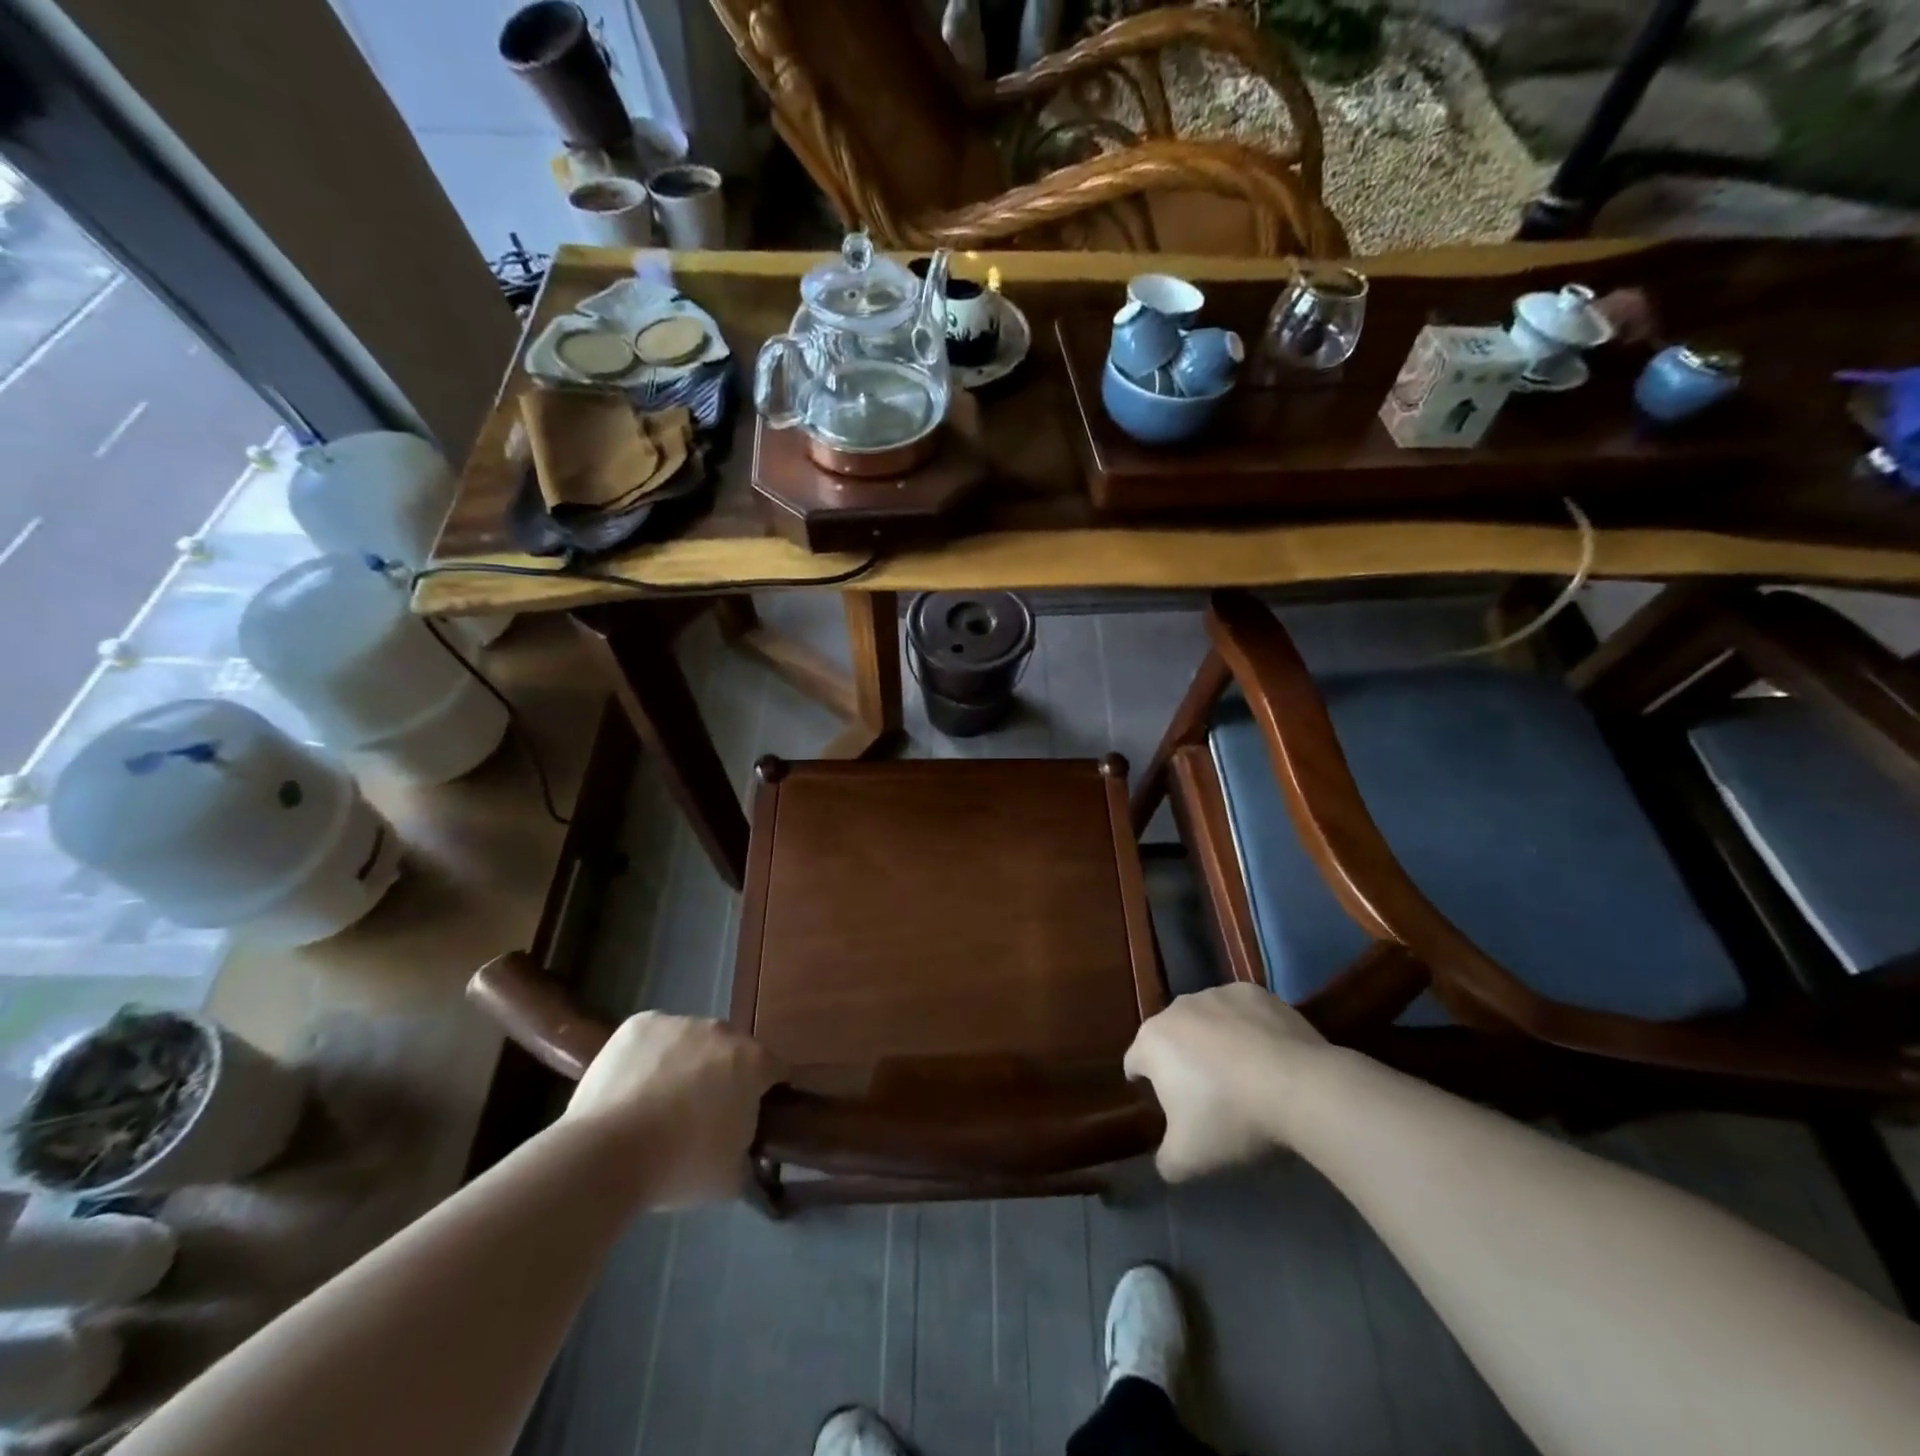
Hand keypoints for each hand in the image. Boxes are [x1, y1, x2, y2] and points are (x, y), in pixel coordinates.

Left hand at [563, 1012, 779, 1206]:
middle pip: (732, 1051)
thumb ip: (748, 1153)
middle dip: (723, 1076)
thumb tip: (744, 1150)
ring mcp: (680, 1022)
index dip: (765, 1094)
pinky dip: (650, 1057)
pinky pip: (655, 1038)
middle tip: (701, 1115)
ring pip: (692, 1041)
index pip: (775, 1070)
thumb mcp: (731, 1176)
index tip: (750, 1118)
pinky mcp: (641, 1023)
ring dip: (686, 1063)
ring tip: (658, 1104)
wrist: (606, 1154)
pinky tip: (633, 1088)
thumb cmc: (679, 1166)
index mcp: (753, 1062)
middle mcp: (722, 1031)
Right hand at [1124, 984, 1326, 1181]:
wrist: (1300, 1087)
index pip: (1135, 1063)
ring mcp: (1217, 994)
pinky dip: (1247, 1029)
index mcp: (1152, 1041)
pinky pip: (1241, 1012)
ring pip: (1206, 1021)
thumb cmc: (1231, 1118)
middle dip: (1182, 1061)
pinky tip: (1269, 1056)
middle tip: (1207, 1096)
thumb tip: (1165, 1160)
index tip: (1167, 1108)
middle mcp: (1177, 1008)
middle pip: (1171, 1037)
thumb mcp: (1189, 1160)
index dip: (1146, 1086)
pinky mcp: (1254, 992)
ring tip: (1243, 1076)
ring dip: (1214, 1042)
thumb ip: (1166, 1160)